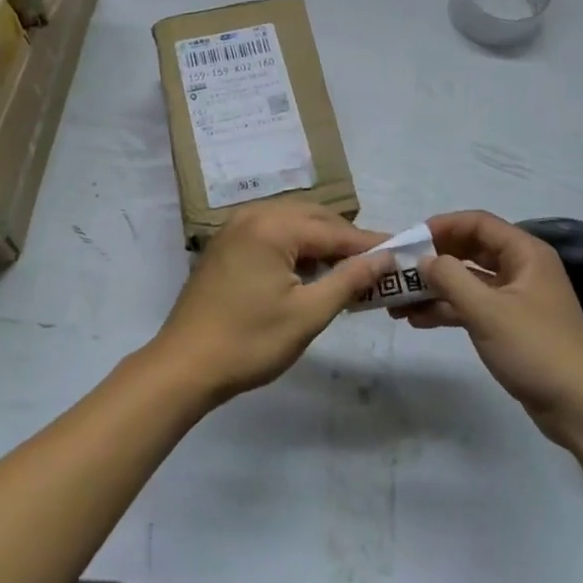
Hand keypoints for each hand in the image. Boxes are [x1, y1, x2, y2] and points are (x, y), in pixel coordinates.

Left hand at [149, 202, 391, 406]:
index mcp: (273, 227)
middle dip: (345, 239)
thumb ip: (349, 280)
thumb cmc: (249, 342)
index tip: (399, 253)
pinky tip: (309, 270)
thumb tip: (385, 258)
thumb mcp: (308, 315)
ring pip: (293, 222)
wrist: (183, 367)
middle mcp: (253, 215)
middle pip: (313, 218)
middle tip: (376, 264)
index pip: (333, 230)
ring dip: (321, 241)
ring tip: (347, 269)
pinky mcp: (226, 244)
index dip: (368, 244)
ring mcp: (235, 228)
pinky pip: (272, 232)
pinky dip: (296, 246)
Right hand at [397, 211, 582, 442]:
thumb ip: (450, 278)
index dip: (442, 226)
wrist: (581, 409)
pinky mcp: (512, 325)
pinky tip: (419, 320)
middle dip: (435, 259)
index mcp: (525, 253)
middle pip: (471, 250)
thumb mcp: (487, 311)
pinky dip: (449, 309)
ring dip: (437, 288)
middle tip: (400, 270)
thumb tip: (423, 259)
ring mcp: (517, 298)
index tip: (409, 240)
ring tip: (400, 301)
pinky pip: (475, 305)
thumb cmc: (536, 349)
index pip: (478, 223)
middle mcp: (522, 268)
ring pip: (470, 280)